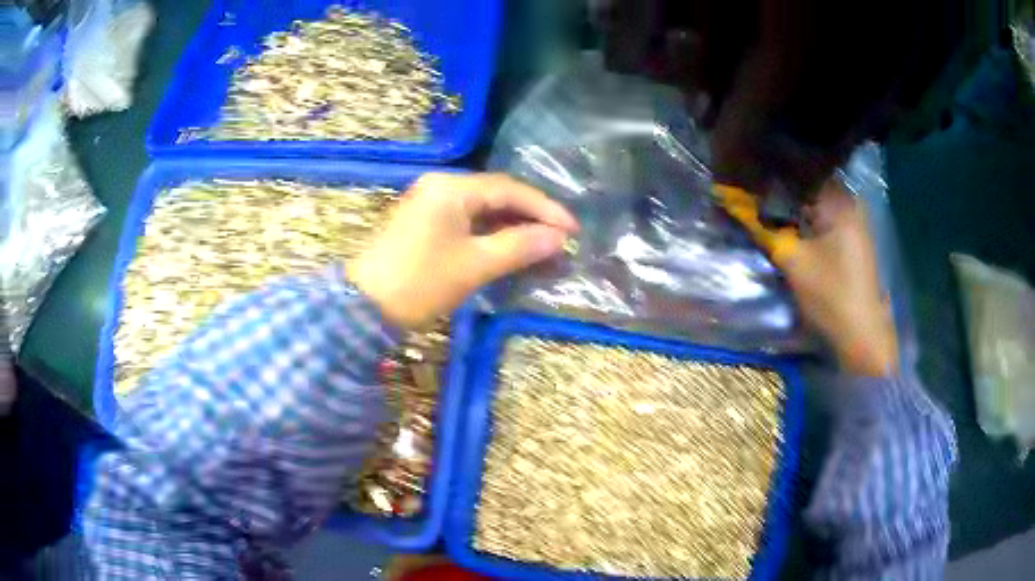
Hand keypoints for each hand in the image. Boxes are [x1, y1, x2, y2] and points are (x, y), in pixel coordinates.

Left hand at [348, 173, 578, 328]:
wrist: (361, 307)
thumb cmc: (419, 283)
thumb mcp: (474, 265)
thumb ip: (519, 246)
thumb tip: (558, 239)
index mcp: (450, 188)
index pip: (508, 189)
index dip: (544, 208)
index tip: (572, 229)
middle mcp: (439, 187)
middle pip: (496, 196)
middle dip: (530, 218)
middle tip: (560, 240)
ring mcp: (429, 204)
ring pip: (482, 210)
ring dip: (512, 227)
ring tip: (542, 247)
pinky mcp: (423, 224)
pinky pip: (466, 222)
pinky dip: (491, 235)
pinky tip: (510, 250)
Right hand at [725, 180, 897, 376]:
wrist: (863, 335)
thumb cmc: (831, 296)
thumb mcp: (793, 262)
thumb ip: (765, 229)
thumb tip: (735, 204)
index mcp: (839, 201)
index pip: (798, 170)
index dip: (770, 174)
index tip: (746, 180)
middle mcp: (849, 202)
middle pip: (807, 184)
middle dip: (779, 190)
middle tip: (752, 197)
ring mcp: (854, 220)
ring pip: (814, 201)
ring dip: (791, 206)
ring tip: (765, 210)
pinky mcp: (852, 237)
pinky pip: (823, 216)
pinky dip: (805, 219)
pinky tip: (789, 227)